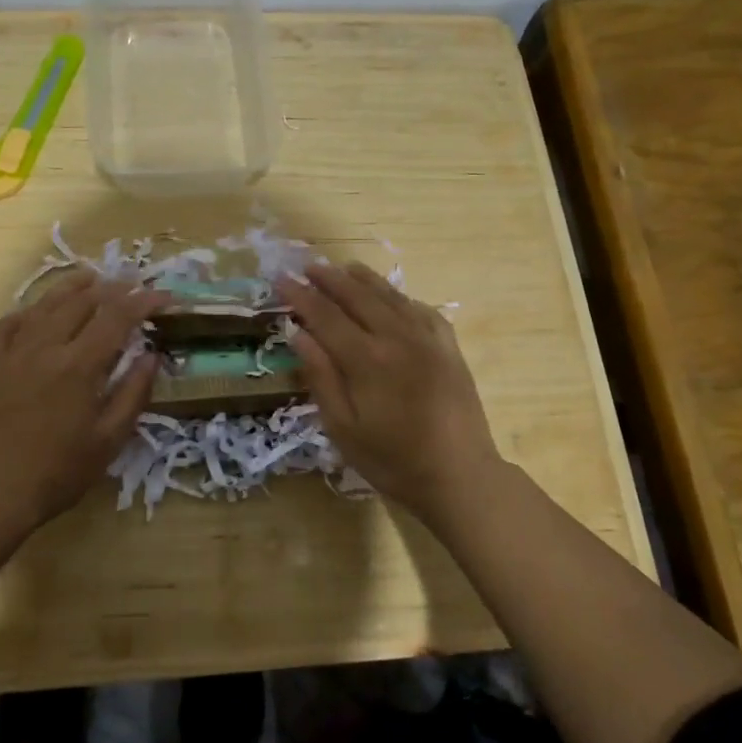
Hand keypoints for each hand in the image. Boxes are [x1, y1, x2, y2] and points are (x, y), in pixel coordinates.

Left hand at [0, 270, 168, 527]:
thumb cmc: (58, 472)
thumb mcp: (109, 440)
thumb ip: (133, 393)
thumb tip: (152, 356)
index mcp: (79, 365)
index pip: (117, 317)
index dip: (144, 301)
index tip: (164, 296)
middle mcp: (46, 347)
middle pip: (83, 301)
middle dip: (113, 288)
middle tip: (134, 285)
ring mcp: (13, 352)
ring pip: (45, 304)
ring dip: (73, 287)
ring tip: (92, 278)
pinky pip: (9, 323)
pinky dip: (29, 310)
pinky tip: (38, 311)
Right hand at [277, 263, 502, 518]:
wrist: (460, 476)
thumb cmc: (393, 461)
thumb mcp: (344, 428)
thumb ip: (321, 377)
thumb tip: (298, 334)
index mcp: (367, 359)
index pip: (325, 316)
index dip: (301, 296)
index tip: (281, 279)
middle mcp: (397, 337)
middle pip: (357, 296)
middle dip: (329, 279)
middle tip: (307, 266)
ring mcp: (428, 338)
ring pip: (390, 296)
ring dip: (363, 279)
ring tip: (343, 268)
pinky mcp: (449, 347)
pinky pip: (421, 309)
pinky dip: (400, 297)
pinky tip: (392, 297)